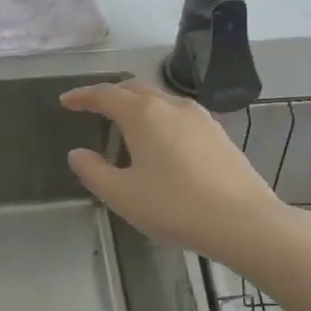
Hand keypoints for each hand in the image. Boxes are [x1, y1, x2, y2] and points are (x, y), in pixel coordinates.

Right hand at [60, 80, 287, 262]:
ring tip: (125, 125)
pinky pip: (179, 115)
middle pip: (135, 89)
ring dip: (138, 105)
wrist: (244, 222)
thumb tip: (77, 154)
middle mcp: (172, 106)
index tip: (66, 101)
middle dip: (111, 95)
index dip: (82, 96)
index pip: (105, 95)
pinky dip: (159, 119)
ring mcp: (200, 118)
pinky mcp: (218, 134)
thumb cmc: (174, 206)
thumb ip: (93, 171)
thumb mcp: (122, 195)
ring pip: (160, 100)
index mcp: (143, 114)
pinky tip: (160, 143)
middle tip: (93, 108)